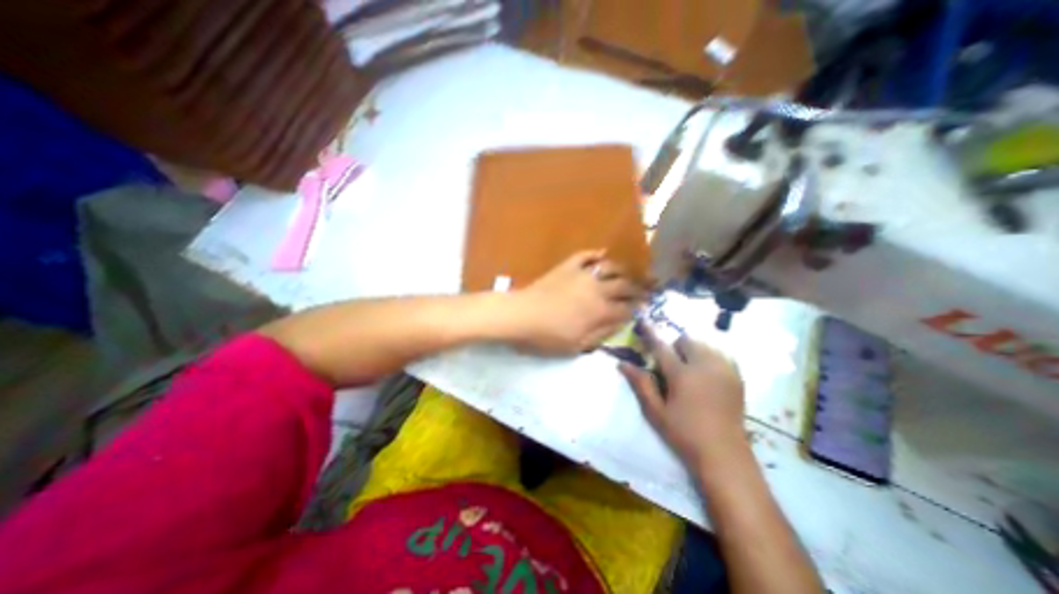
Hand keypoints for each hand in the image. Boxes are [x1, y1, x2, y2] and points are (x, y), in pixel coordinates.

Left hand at [507, 248, 645, 354]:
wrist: (520, 315)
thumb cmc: (547, 336)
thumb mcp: (576, 346)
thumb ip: (601, 334)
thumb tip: (621, 323)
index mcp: (600, 311)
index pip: (627, 308)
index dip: (637, 309)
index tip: (644, 308)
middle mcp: (597, 289)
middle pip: (625, 285)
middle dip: (638, 289)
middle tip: (645, 290)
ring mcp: (582, 274)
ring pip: (610, 267)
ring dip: (623, 270)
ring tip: (628, 273)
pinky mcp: (567, 266)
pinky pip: (585, 255)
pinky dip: (595, 253)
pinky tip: (602, 253)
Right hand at [623, 325, 742, 468]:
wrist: (724, 454)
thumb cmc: (683, 433)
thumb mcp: (656, 411)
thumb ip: (641, 384)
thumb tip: (622, 364)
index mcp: (682, 375)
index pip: (661, 347)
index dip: (650, 333)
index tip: (643, 321)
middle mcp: (704, 366)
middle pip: (686, 341)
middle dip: (675, 347)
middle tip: (671, 365)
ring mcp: (724, 370)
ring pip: (704, 345)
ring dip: (692, 351)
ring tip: (690, 370)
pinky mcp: (736, 377)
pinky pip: (720, 354)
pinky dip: (709, 357)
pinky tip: (706, 374)